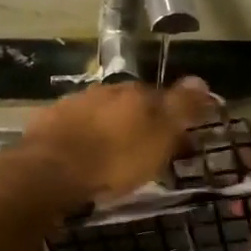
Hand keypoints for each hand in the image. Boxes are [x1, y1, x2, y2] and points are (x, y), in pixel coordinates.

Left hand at [16, 78, 216, 203]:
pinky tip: (80, 156)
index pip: (161, 97)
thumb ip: (180, 108)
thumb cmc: (114, 159)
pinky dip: (81, 137)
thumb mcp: (159, 137)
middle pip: (129, 104)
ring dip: (108, 129)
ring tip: (110, 157)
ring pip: (100, 113)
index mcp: (135, 93)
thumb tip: (201, 80)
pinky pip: (74, 126)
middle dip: (137, 123)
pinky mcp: (49, 121)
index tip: (176, 141)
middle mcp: (105, 90)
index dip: (170, 119)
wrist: (50, 170)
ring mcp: (74, 103)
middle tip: (143, 151)